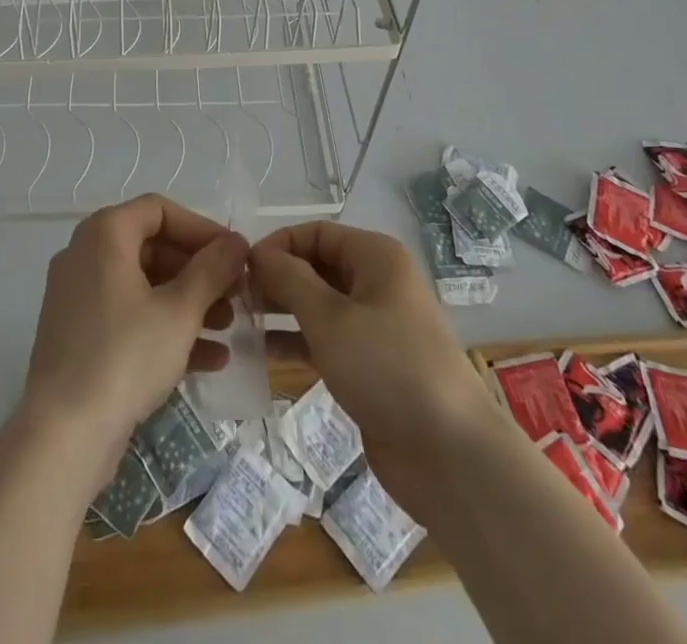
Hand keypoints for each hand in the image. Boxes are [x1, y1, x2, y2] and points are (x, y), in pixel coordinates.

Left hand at [22, 194, 247, 463]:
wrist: (62, 437)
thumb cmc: (125, 357)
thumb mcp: (180, 310)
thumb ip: (212, 270)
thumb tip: (235, 242)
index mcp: (104, 234)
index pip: (159, 210)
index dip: (201, 229)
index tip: (232, 255)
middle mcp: (85, 255)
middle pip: (152, 247)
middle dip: (198, 271)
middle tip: (235, 294)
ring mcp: (78, 297)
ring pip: (143, 285)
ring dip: (189, 302)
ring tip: (228, 327)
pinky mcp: (78, 336)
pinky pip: (128, 317)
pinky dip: (164, 328)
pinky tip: (208, 360)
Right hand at [251, 221, 502, 516]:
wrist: (450, 454)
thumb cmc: (387, 368)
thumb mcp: (330, 318)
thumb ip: (289, 279)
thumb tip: (258, 253)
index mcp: (376, 257)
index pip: (316, 233)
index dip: (278, 245)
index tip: (240, 270)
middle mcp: (377, 282)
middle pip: (317, 266)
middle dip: (277, 278)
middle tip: (236, 299)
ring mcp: (376, 324)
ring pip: (319, 304)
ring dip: (282, 311)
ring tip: (241, 324)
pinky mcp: (371, 364)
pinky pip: (327, 339)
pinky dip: (298, 341)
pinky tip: (263, 353)